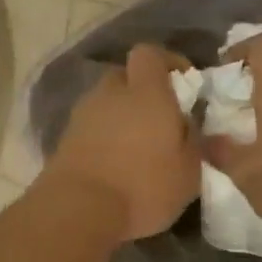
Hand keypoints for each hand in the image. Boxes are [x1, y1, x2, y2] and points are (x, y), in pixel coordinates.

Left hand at [42, 43, 199, 242]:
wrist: (78, 208)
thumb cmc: (142, 186)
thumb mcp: (188, 172)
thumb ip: (195, 142)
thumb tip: (193, 125)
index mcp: (145, 92)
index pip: (149, 53)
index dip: (166, 62)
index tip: (183, 84)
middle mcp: (111, 93)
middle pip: (124, 76)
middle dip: (141, 90)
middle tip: (159, 119)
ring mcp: (83, 113)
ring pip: (106, 101)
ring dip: (120, 115)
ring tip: (136, 146)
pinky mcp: (65, 137)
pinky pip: (91, 125)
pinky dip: (103, 135)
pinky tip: (114, 162)